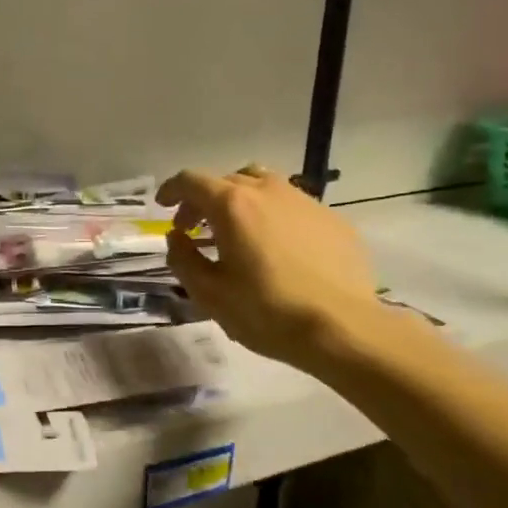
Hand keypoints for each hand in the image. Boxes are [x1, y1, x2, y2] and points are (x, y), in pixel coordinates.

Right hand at [157, 166, 379, 370]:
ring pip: (263, 185)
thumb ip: (183, 259)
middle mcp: (268, 191)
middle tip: (195, 228)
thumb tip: (177, 237)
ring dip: (241, 200)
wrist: (343, 328)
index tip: (163, 207)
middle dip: (204, 199)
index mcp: (232, 205)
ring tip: (237, 230)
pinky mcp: (333, 219)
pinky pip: (293, 206)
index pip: (191, 180)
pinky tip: (277, 248)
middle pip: (227, 180)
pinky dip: (273, 216)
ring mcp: (305, 202)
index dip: (171, 190)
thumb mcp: (209, 293)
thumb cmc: (266, 312)